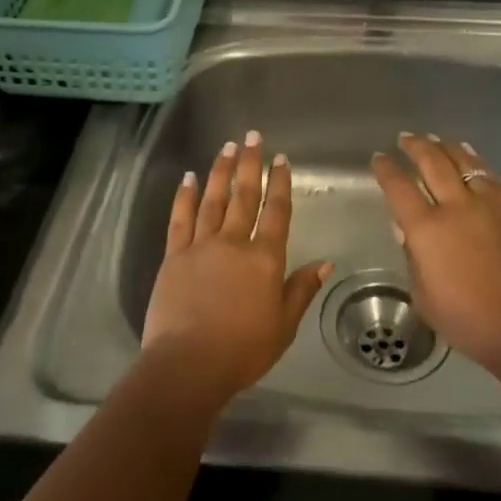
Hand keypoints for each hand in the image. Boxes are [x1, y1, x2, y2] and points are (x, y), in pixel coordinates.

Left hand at [142, 131, 332, 407]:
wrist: (189, 364)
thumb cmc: (243, 350)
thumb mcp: (284, 325)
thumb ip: (301, 289)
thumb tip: (326, 262)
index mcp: (265, 259)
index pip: (276, 212)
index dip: (280, 183)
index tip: (281, 159)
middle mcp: (234, 243)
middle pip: (244, 196)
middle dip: (250, 164)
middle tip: (252, 136)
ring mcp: (201, 246)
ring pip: (213, 200)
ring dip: (221, 171)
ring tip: (227, 147)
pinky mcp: (174, 256)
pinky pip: (180, 219)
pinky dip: (185, 196)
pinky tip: (189, 177)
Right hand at [372, 132, 500, 375]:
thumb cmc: (467, 320)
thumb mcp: (424, 296)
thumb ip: (413, 258)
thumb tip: (409, 233)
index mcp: (426, 230)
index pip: (399, 187)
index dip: (386, 169)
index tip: (379, 158)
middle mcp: (455, 208)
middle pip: (432, 163)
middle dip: (415, 146)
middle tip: (405, 138)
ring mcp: (486, 206)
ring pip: (463, 162)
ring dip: (445, 146)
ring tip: (435, 139)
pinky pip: (488, 175)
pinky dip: (474, 160)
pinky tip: (469, 156)